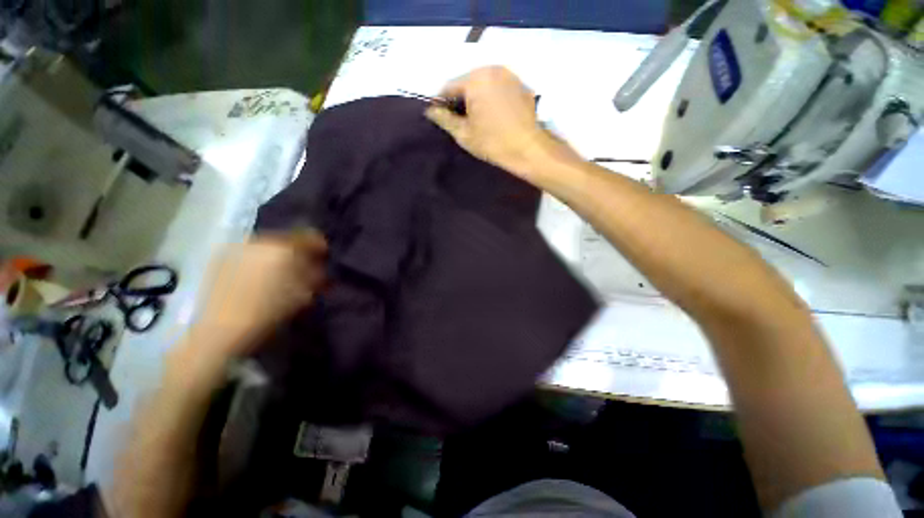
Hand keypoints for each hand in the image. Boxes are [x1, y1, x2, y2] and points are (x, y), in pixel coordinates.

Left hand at [192, 231, 327, 358]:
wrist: (222, 329)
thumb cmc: (269, 312)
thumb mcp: (303, 295)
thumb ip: (315, 275)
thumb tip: (319, 266)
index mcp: (283, 249)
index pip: (308, 237)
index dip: (319, 246)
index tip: (322, 256)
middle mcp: (260, 241)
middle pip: (286, 239)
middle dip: (296, 251)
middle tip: (301, 266)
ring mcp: (238, 248)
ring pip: (266, 245)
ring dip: (276, 255)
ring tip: (278, 273)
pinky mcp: (221, 258)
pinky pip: (248, 252)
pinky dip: (258, 260)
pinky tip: (257, 277)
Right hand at [425, 66, 561, 177]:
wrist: (528, 149)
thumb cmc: (492, 143)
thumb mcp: (464, 134)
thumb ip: (444, 118)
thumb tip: (430, 110)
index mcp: (475, 79)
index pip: (449, 86)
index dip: (441, 102)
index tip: (440, 116)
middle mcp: (492, 69)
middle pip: (468, 82)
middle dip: (461, 99)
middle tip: (460, 121)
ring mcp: (510, 75)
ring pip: (484, 84)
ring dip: (477, 98)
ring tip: (477, 119)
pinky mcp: (522, 85)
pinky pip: (500, 88)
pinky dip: (493, 98)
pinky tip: (494, 116)